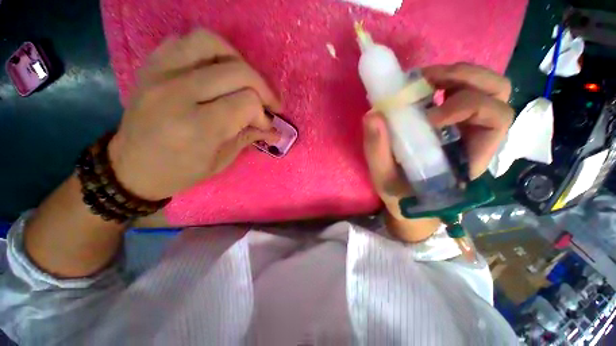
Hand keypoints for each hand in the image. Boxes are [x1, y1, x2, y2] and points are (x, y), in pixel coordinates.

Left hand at [108, 30, 280, 200]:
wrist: (131, 167)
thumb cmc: (180, 172)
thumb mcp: (220, 161)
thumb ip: (249, 138)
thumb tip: (275, 130)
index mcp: (198, 128)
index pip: (247, 103)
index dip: (263, 114)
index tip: (265, 125)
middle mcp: (178, 94)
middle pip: (237, 71)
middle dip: (262, 88)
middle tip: (268, 103)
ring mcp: (160, 74)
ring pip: (211, 43)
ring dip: (238, 60)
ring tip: (245, 80)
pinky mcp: (151, 66)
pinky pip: (185, 41)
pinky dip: (209, 51)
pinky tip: (217, 70)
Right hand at [362, 63, 513, 240]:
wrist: (409, 201)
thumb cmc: (403, 195)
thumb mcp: (385, 178)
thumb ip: (377, 151)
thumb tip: (372, 115)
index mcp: (472, 157)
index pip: (495, 120)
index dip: (467, 107)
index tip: (428, 117)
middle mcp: (477, 137)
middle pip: (497, 93)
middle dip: (465, 79)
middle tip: (427, 82)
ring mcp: (466, 126)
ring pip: (484, 86)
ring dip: (456, 75)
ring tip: (422, 81)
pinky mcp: (452, 121)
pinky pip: (461, 91)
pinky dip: (443, 81)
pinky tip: (420, 88)